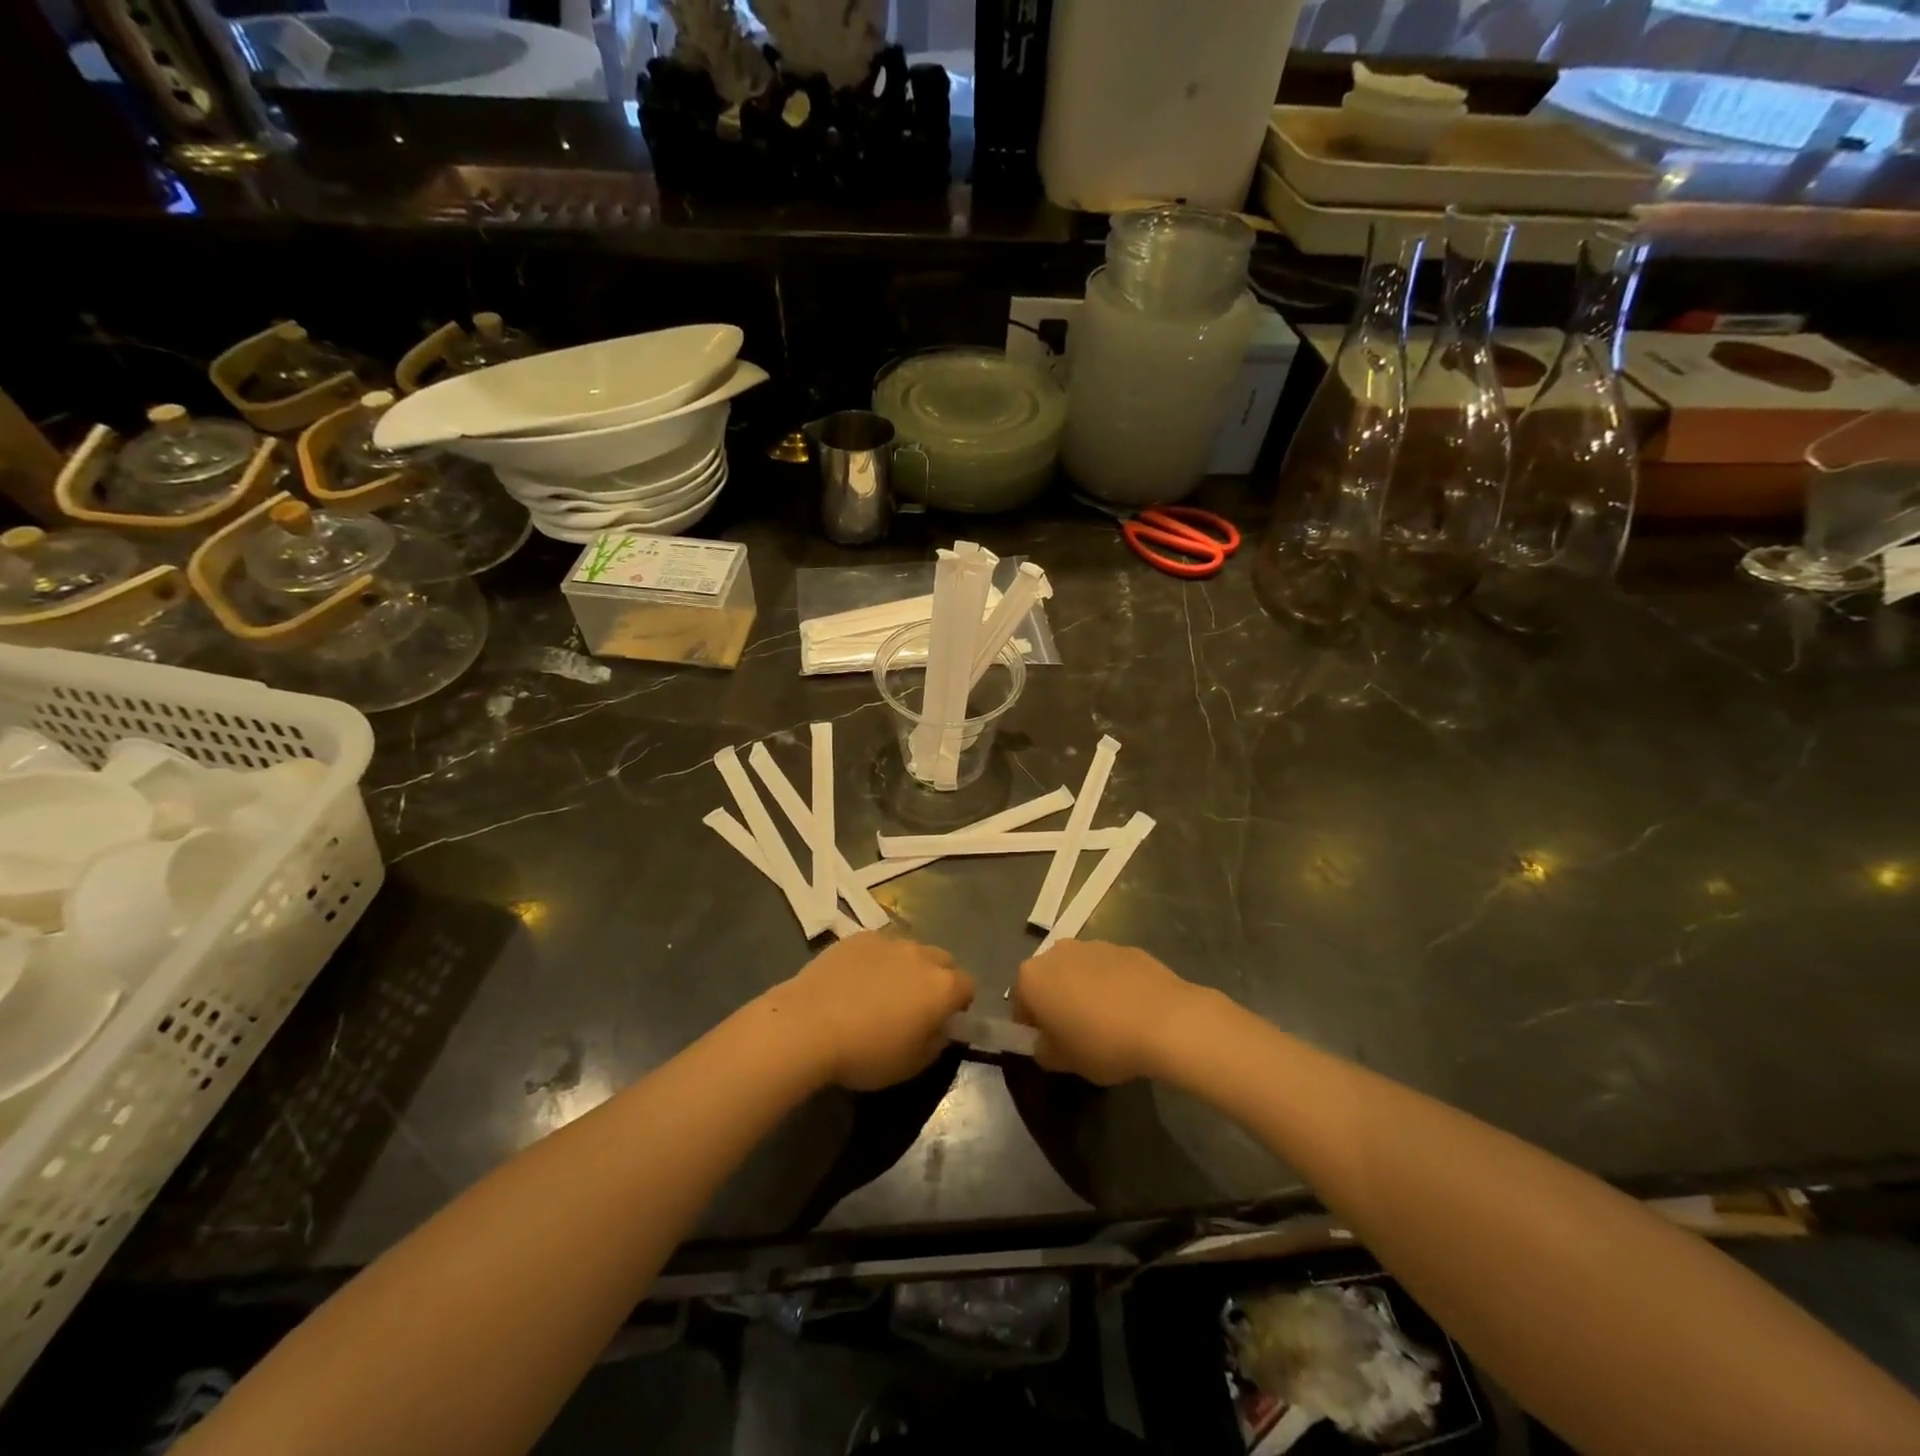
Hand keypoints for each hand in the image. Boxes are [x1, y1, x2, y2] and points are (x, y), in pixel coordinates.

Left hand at [769, 933, 974, 1091]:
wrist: (808, 1025)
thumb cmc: (866, 1053)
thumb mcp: (912, 1065)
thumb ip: (937, 1041)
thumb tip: (940, 1027)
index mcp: (942, 987)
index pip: (968, 986)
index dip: (960, 1003)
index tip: (943, 1020)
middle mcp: (921, 955)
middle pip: (942, 961)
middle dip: (936, 979)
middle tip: (914, 1006)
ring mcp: (888, 941)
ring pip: (910, 951)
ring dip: (906, 967)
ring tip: (879, 992)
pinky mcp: (858, 937)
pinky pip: (878, 947)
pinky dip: (875, 960)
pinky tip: (853, 981)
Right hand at [1013, 940, 1202, 1084]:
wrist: (1166, 1021)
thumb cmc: (1103, 1043)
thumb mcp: (1064, 1062)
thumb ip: (1044, 1051)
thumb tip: (1045, 1043)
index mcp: (1032, 977)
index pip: (1019, 1003)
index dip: (1032, 1028)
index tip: (1050, 1047)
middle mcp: (1056, 952)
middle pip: (1048, 981)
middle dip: (1056, 1003)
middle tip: (1076, 1035)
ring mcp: (1092, 945)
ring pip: (1078, 972)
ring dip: (1084, 991)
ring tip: (1108, 1023)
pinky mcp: (1125, 947)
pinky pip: (1108, 970)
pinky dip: (1112, 985)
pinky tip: (1131, 1011)